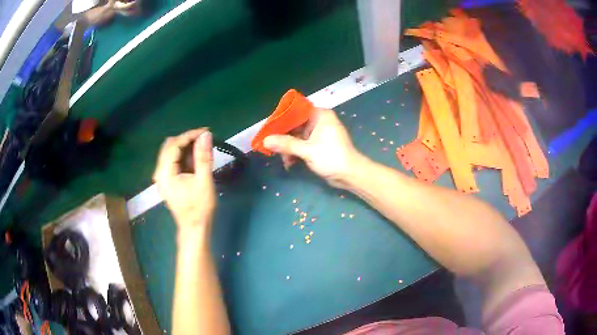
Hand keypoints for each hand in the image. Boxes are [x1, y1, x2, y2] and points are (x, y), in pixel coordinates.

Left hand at [153, 129, 215, 228]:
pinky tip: (196, 158)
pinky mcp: (167, 180)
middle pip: (170, 146)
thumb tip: (206, 135)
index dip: (190, 135)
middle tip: (204, 139)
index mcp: (165, 173)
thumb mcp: (204, 181)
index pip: (174, 145)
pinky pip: (173, 161)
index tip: (206, 132)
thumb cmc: (199, 207)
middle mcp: (160, 172)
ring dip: (186, 147)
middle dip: (187, 139)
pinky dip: (184, 156)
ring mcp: (162, 177)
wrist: (194, 228)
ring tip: (202, 147)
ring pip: (171, 153)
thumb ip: (203, 157)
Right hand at [263, 108, 361, 188]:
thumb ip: (286, 144)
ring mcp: (319, 133)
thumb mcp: (307, 150)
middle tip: (271, 146)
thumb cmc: (332, 158)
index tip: (269, 128)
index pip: (296, 111)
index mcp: (320, 115)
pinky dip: (295, 152)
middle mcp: (319, 121)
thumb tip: (265, 140)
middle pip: (295, 124)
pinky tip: (289, 163)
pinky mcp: (318, 145)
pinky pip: (302, 144)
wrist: (350, 175)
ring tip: (283, 159)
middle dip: (283, 137)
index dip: (281, 119)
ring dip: (288, 148)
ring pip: (297, 136)